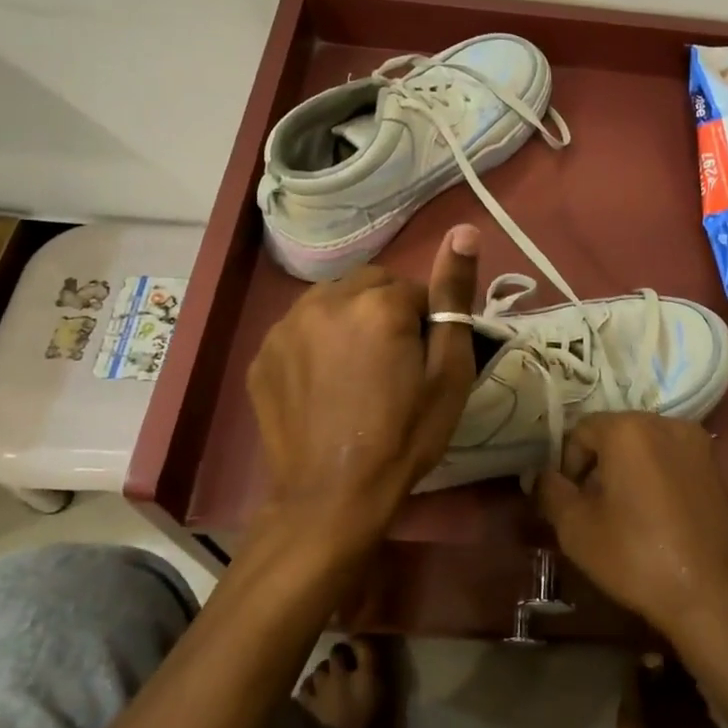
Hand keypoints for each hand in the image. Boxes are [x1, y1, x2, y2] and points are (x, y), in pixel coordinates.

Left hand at [248, 224, 479, 552]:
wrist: (333, 497)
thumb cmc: (405, 436)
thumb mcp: (448, 371)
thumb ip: (454, 295)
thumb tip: (465, 229)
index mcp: (376, 302)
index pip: (414, 290)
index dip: (426, 325)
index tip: (424, 364)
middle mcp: (325, 300)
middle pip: (370, 287)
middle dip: (386, 314)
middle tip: (394, 366)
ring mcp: (285, 326)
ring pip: (332, 303)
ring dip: (350, 322)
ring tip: (357, 373)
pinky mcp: (262, 355)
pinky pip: (299, 329)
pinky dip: (316, 344)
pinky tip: (324, 385)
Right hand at [535, 414, 727, 644]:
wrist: (721, 597)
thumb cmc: (639, 558)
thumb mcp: (577, 530)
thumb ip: (552, 492)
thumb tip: (544, 476)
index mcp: (630, 429)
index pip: (583, 429)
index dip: (569, 463)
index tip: (571, 500)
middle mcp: (671, 424)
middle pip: (623, 434)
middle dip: (605, 464)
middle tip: (599, 509)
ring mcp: (708, 447)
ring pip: (658, 449)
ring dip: (640, 471)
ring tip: (638, 517)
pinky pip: (688, 467)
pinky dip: (673, 483)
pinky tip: (673, 523)